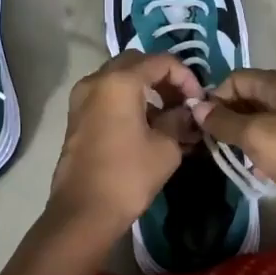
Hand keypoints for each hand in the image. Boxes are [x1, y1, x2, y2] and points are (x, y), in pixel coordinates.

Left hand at [48, 51, 202, 238]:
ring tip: (169, 116)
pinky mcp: (77, 117)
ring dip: (146, 89)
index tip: (199, 101)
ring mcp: (82, 98)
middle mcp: (96, 80)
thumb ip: (179, 120)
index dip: (186, 77)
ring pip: (120, 78)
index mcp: (119, 81)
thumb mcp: (166, 147)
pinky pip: (107, 95)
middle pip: (137, 63)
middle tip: (183, 102)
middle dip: (164, 78)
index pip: (161, 61)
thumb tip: (185, 112)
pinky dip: (129, 100)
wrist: (83, 213)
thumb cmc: (128, 176)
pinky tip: (147, 126)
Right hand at [191, 69, 275, 207]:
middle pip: (250, 95)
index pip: (237, 78)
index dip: (217, 96)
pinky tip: (255, 167)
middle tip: (213, 139)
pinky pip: (275, 135)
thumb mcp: (254, 135)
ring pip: (262, 117)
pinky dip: (261, 146)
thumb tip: (197, 107)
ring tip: (231, 154)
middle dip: (228, 114)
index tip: (204, 122)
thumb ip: (223, 121)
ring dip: (243, 132)